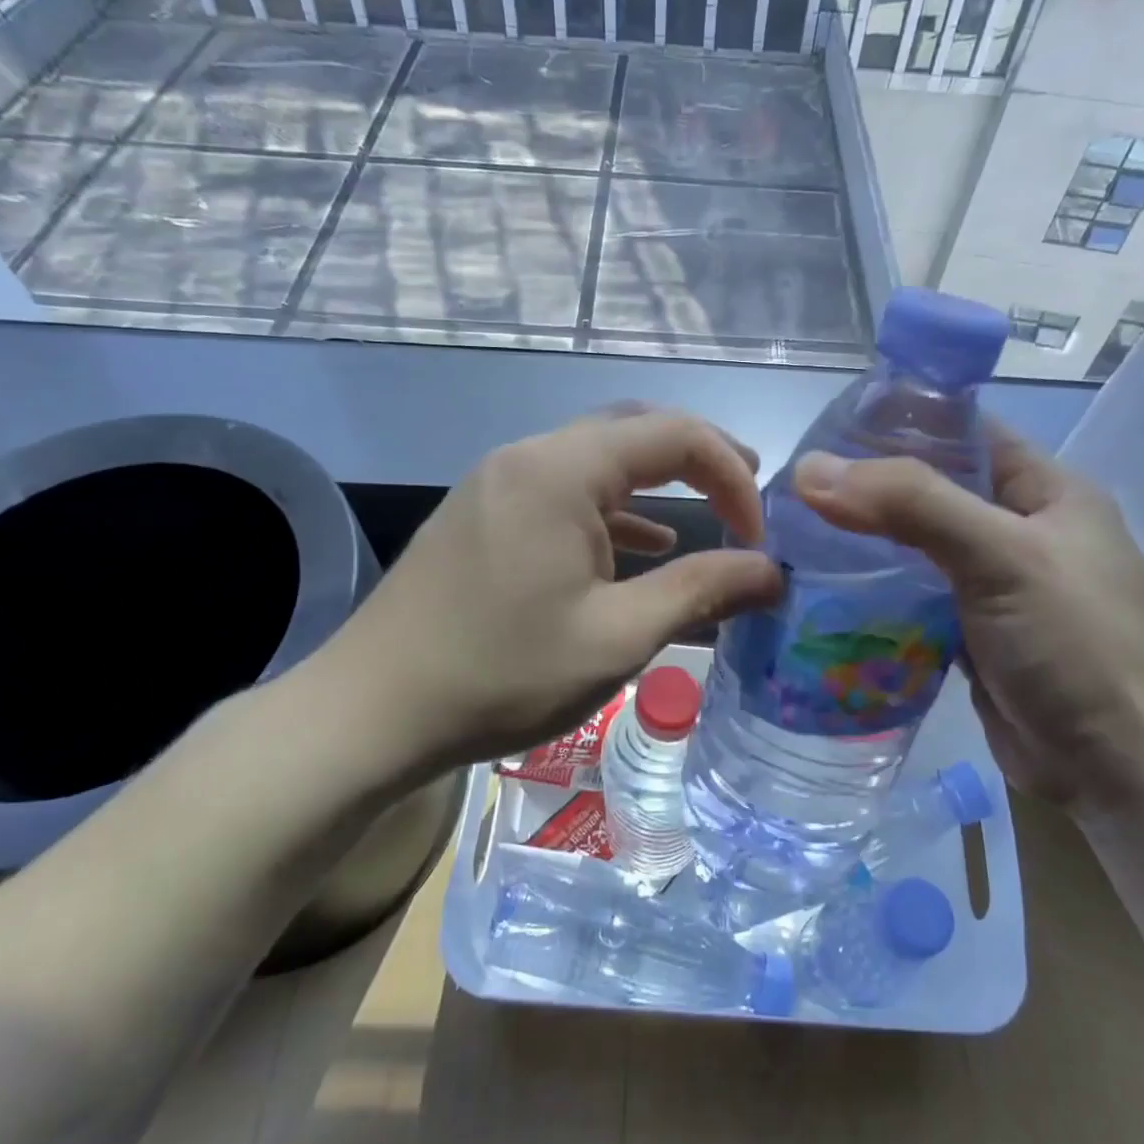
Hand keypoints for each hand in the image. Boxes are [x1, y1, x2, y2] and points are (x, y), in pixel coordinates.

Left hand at [316, 407, 783, 775]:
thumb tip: (773, 572)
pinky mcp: (482, 514)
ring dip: (656, 484)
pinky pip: (563, 492)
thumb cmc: (503, 674)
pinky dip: (612, 510)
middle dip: (699, 460)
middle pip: (634, 431)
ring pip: (597, 460)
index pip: (674, 434)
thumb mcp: (617, 638)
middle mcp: (528, 456)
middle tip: (748, 500)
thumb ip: (702, 592)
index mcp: (562, 469)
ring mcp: (497, 482)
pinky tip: (638, 547)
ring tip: (709, 513)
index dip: (732, 475)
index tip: (760, 536)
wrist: (371, 712)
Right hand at [791, 423, 1143, 815]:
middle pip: (931, 489)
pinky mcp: (970, 632)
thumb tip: (810, 469)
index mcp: (1046, 491)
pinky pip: (913, 596)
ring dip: (864, 541)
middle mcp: (1020, 530)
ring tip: (794, 533)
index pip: (964, 431)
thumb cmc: (1075, 649)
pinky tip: (823, 589)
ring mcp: (995, 584)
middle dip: (868, 487)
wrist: (1117, 774)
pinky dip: (874, 591)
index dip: (899, 422)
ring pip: (916, 545)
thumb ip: (911, 504)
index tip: (826, 430)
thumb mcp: (1001, 558)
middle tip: (796, 488)